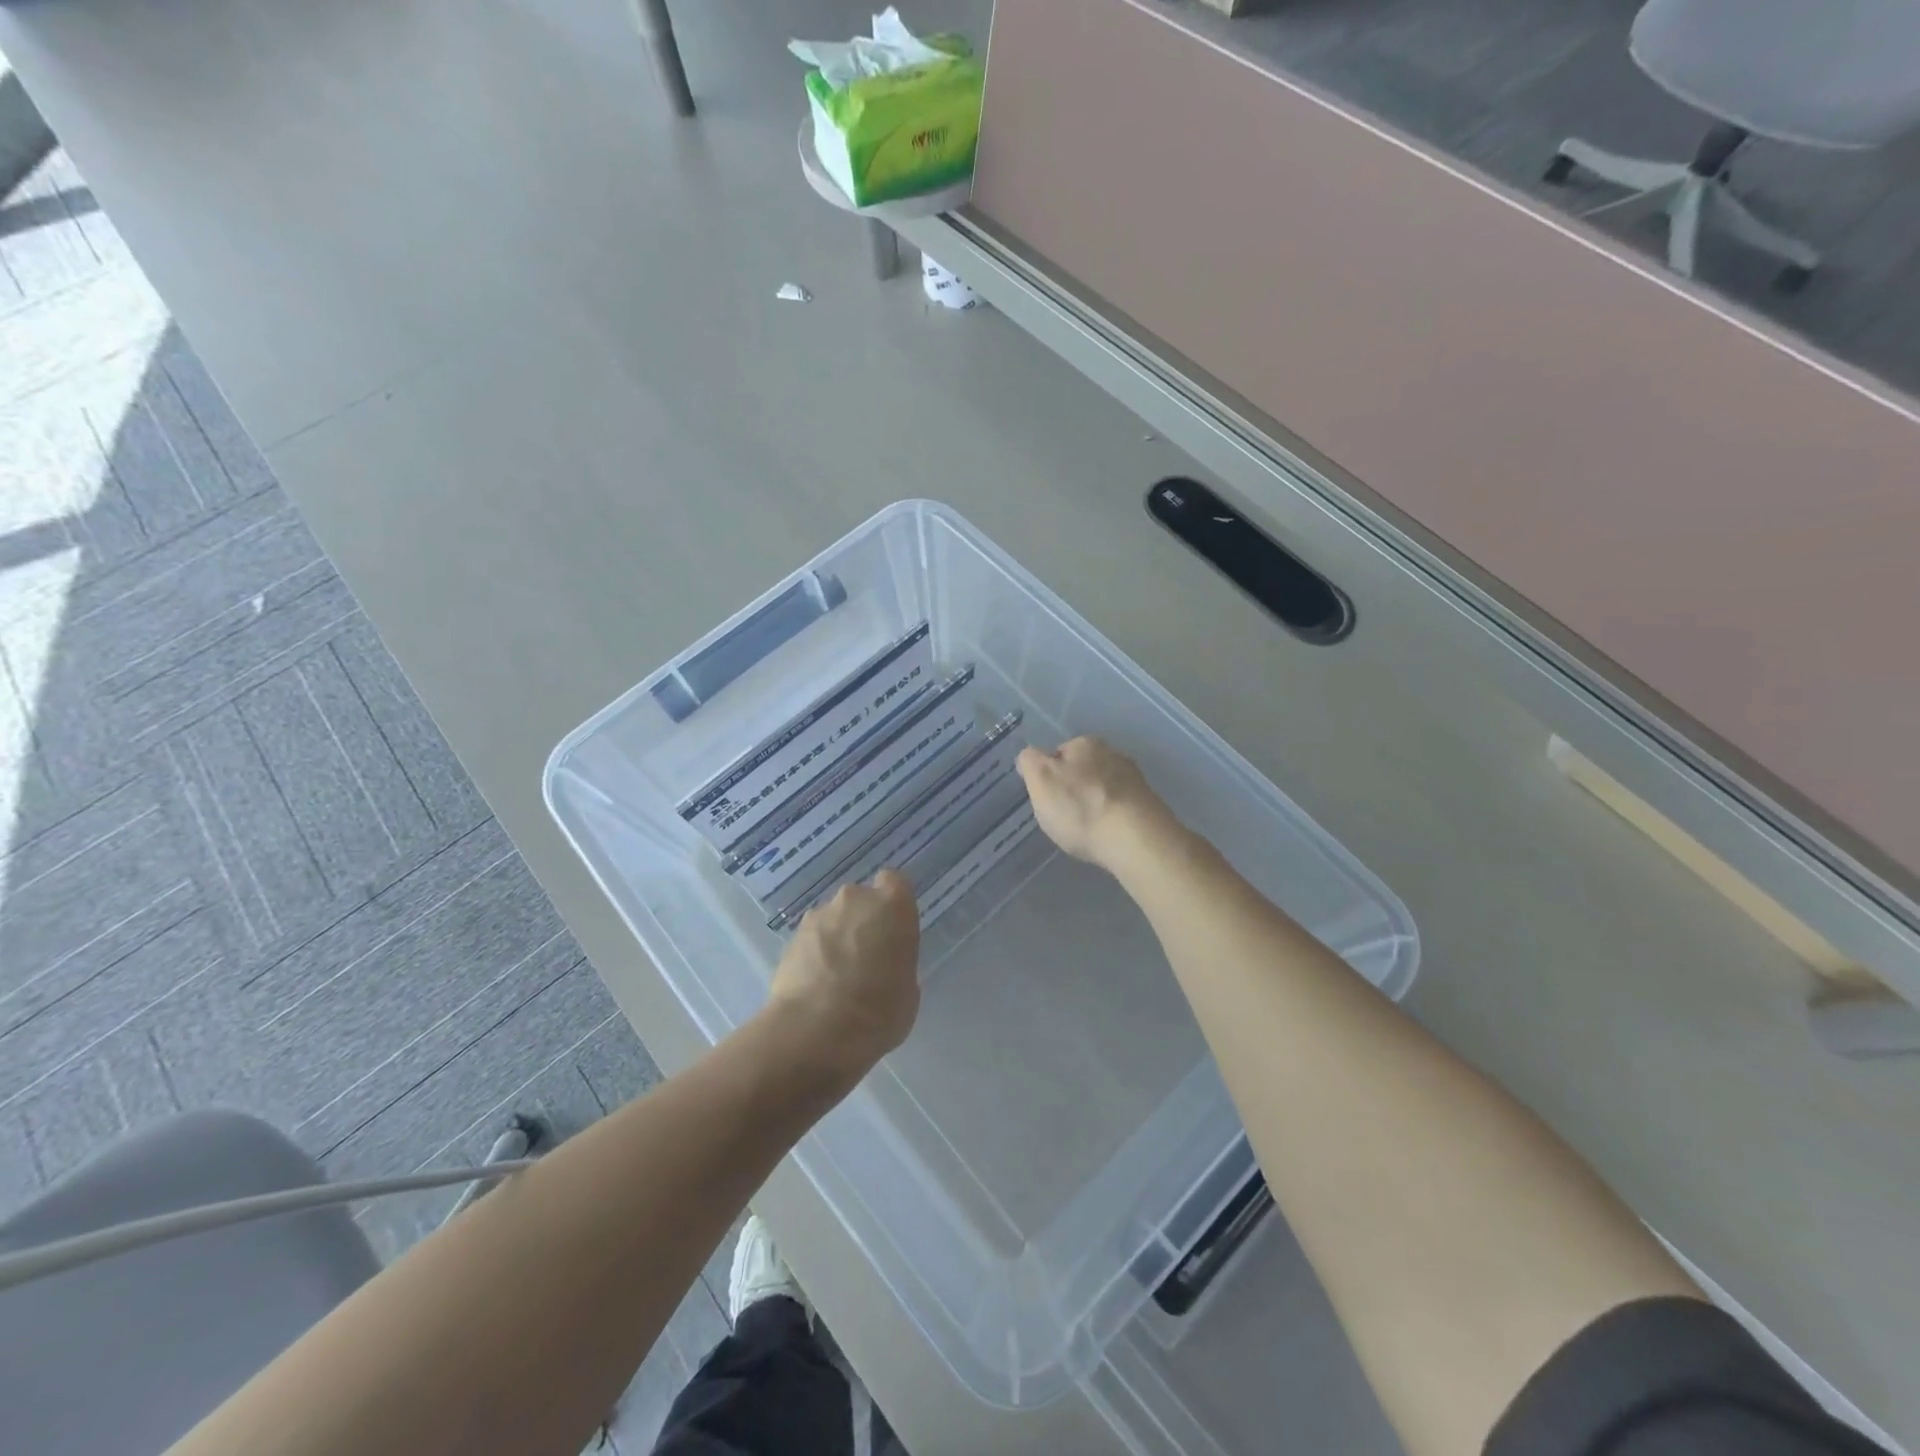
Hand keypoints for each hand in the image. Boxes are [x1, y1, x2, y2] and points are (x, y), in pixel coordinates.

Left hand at [767, 870, 920, 1081]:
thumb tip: (883, 965)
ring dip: (836, 937)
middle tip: (865, 957)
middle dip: (863, 921)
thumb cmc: (878, 1011)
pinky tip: (815, 985)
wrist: (814, 1031)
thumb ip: (898, 963)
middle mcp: (855, 899)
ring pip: (834, 919)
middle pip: (861, 900)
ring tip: (835, 977)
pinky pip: (811, 939)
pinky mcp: (791, 936)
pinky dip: (815, 954)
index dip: (893, 903)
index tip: (893, 928)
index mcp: (892, 906)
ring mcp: (819, 915)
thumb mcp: (908, 990)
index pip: (895, 882)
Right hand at [1016, 737, 1177, 870]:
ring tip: (1088, 828)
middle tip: (1066, 814)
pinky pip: (1122, 806)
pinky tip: (1108, 834)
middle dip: (1076, 787)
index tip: (1048, 798)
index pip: (1058, 753)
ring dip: (1096, 801)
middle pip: (1084, 769)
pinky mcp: (1149, 804)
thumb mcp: (1041, 781)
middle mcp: (1113, 753)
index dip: (1049, 776)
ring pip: (1105, 787)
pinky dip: (1113, 816)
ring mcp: (1135, 779)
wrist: (1135, 838)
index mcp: (1084, 744)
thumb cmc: (1080, 808)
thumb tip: (1030, 756)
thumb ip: (1030, 762)